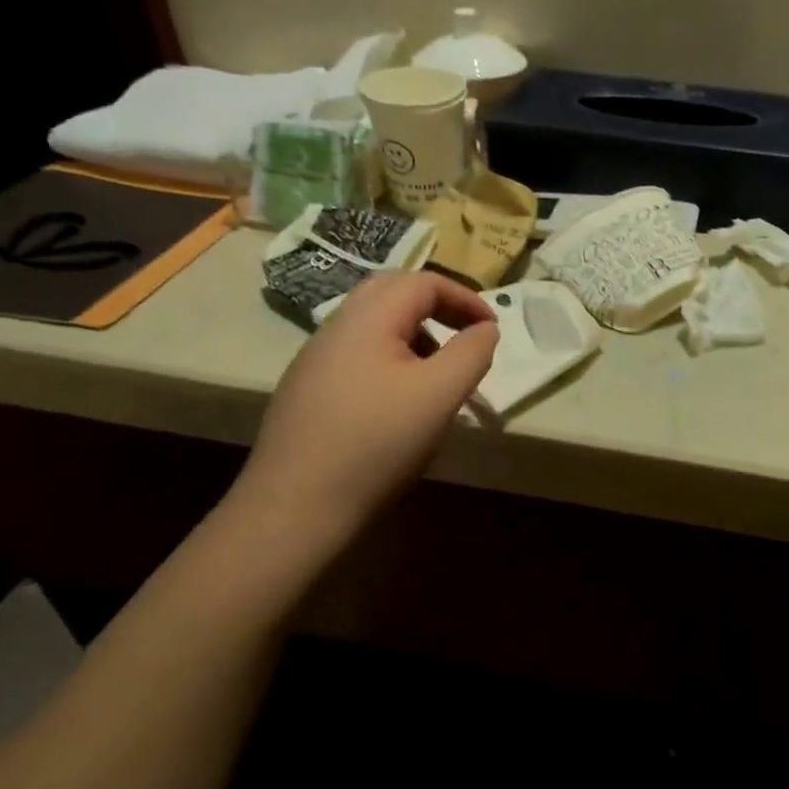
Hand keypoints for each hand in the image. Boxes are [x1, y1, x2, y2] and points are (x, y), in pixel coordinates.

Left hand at [228, 272, 498, 556]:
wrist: (297, 506)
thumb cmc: (378, 442)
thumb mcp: (441, 394)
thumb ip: (472, 352)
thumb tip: (485, 329)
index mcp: (367, 319)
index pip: (423, 282)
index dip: (465, 298)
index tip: (491, 330)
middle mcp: (335, 327)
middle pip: (392, 292)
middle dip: (437, 307)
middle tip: (465, 336)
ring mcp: (315, 359)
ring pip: (373, 324)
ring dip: (415, 334)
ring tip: (438, 374)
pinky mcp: (306, 390)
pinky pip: (357, 354)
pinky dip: (391, 358)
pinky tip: (399, 403)